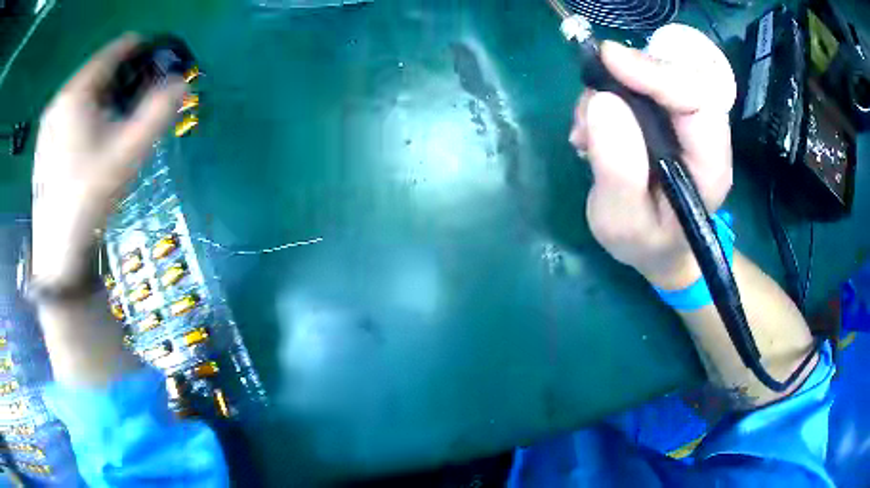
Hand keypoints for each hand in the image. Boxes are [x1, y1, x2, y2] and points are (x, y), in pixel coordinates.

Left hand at [31, 34, 185, 282]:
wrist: (59, 252)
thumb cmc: (90, 196)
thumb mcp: (129, 151)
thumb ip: (159, 111)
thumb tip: (182, 84)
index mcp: (76, 92)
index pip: (116, 50)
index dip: (143, 51)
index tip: (160, 65)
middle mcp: (59, 100)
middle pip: (99, 71)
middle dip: (124, 79)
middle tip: (140, 101)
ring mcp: (48, 124)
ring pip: (85, 93)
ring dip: (107, 98)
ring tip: (119, 123)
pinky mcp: (45, 144)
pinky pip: (72, 113)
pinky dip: (89, 115)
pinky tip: (95, 143)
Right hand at [570, 25, 735, 289]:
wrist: (660, 248)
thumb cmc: (647, 243)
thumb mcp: (623, 223)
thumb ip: (618, 171)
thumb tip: (601, 102)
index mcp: (711, 164)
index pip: (699, 100)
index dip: (657, 73)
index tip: (609, 61)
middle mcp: (704, 135)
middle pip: (677, 77)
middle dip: (628, 75)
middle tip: (588, 98)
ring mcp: (685, 123)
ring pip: (653, 77)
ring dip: (610, 89)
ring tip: (584, 132)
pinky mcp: (666, 117)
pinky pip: (638, 86)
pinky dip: (607, 96)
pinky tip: (590, 129)